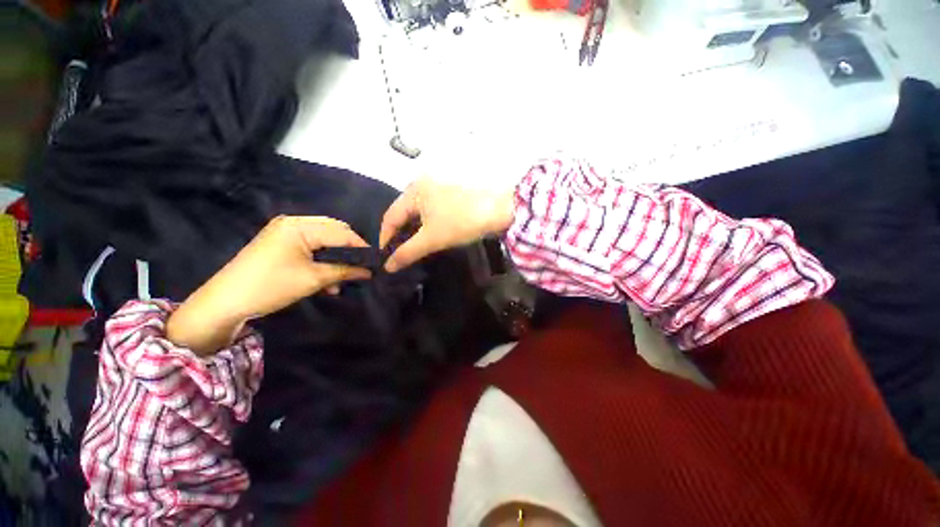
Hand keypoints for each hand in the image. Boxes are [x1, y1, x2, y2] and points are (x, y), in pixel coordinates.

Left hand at [168, 216, 371, 354]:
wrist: (226, 302)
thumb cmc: (272, 286)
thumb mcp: (314, 279)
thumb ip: (345, 272)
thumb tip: (370, 272)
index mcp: (300, 226)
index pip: (341, 232)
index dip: (360, 246)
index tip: (374, 261)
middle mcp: (293, 223)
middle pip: (333, 232)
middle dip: (349, 251)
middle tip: (361, 268)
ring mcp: (285, 232)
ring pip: (323, 240)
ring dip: (336, 258)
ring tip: (343, 278)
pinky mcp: (281, 243)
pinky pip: (311, 247)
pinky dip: (322, 260)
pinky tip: (327, 279)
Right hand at [380, 178, 514, 271]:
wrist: (501, 209)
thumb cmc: (461, 221)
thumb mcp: (431, 238)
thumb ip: (407, 252)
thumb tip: (387, 267)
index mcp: (414, 190)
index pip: (390, 216)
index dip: (385, 238)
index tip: (384, 257)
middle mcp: (423, 184)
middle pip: (404, 214)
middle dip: (400, 235)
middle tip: (399, 255)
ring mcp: (439, 188)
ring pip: (418, 213)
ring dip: (414, 232)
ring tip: (413, 249)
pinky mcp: (452, 195)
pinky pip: (431, 211)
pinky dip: (427, 225)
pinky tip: (429, 237)